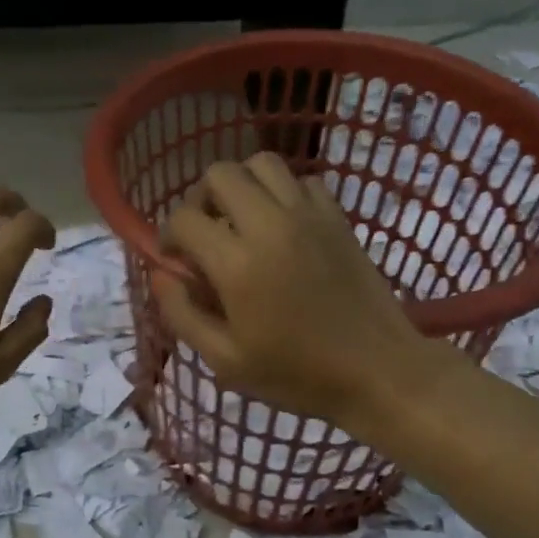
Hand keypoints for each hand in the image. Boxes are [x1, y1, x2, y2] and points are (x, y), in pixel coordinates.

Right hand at [156, 154, 456, 425]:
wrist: (378, 372)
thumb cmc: (297, 374)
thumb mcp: (226, 360)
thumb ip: (183, 315)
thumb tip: (160, 275)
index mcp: (238, 264)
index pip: (185, 219)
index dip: (168, 235)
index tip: (175, 260)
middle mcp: (270, 225)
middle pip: (220, 174)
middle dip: (200, 199)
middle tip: (205, 233)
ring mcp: (309, 216)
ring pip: (263, 163)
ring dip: (242, 185)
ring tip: (241, 220)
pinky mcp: (338, 218)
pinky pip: (303, 181)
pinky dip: (284, 193)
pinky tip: (282, 227)